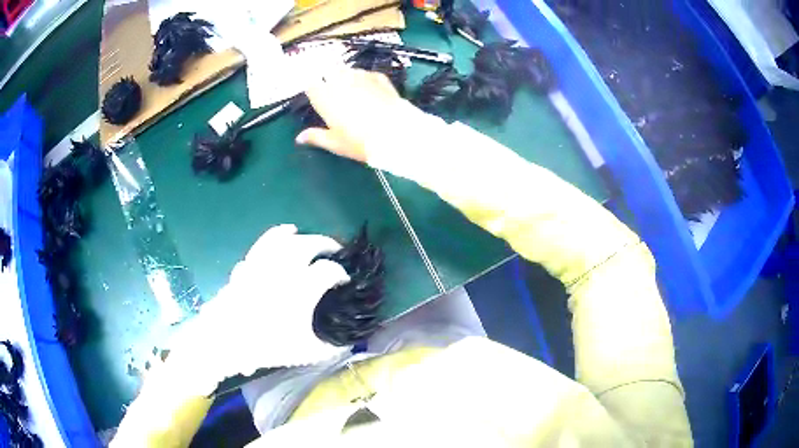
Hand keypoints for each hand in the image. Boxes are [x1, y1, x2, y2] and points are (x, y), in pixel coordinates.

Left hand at [169, 224, 351, 394]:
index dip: (340, 274)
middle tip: (333, 249)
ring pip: (281, 238)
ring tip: (302, 234)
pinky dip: (271, 238)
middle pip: (308, 244)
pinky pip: (260, 245)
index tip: (344, 281)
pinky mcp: (246, 266)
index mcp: (301, 288)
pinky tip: (274, 241)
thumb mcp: (304, 353)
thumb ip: (329, 348)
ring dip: (296, 234)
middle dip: (325, 243)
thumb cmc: (267, 346)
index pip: (328, 271)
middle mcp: (284, 269)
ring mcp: (262, 264)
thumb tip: (346, 343)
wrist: (225, 341)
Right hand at [295, 69, 414, 162]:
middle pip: (329, 74)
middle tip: (335, 96)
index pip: (311, 86)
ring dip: (347, 78)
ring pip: (348, 71)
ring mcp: (361, 76)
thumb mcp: (336, 144)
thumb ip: (316, 137)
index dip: (314, 91)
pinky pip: (367, 74)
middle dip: (330, 81)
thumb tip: (299, 138)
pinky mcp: (379, 77)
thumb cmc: (360, 141)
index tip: (316, 99)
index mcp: (325, 97)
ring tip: (353, 92)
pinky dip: (365, 79)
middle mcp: (341, 81)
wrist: (396, 134)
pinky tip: (369, 90)